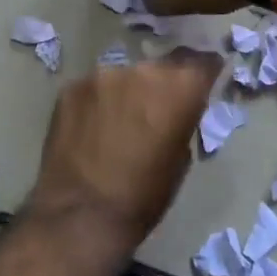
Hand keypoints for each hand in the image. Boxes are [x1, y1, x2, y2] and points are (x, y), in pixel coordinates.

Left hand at [28, 54, 223, 249]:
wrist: (81, 214)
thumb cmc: (143, 196)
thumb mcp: (180, 159)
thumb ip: (182, 121)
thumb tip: (175, 111)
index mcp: (177, 88)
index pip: (202, 61)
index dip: (205, 68)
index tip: (204, 78)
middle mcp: (141, 70)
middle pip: (160, 67)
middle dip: (161, 85)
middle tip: (154, 111)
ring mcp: (101, 75)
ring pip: (123, 77)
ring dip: (126, 93)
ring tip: (118, 124)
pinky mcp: (71, 87)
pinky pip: (93, 89)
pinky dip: (97, 103)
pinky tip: (90, 129)